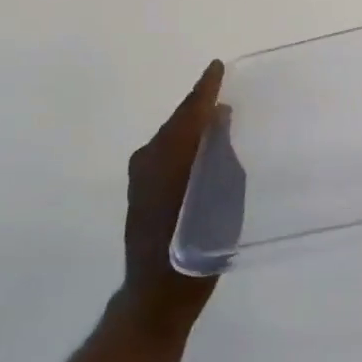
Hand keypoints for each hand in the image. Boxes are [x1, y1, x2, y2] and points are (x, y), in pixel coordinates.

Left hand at [113, 60, 224, 336]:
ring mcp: (140, 176)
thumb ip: (220, 155)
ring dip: (190, 127)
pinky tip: (199, 149)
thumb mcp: (223, 197)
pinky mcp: (139, 191)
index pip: (191, 113)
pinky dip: (182, 145)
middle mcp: (149, 159)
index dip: (205, 88)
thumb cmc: (199, 247)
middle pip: (178, 122)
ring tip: (216, 118)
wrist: (157, 294)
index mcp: (170, 157)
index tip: (217, 67)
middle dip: (199, 106)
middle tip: (222, 92)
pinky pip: (165, 154)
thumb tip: (217, 123)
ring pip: (170, 138)